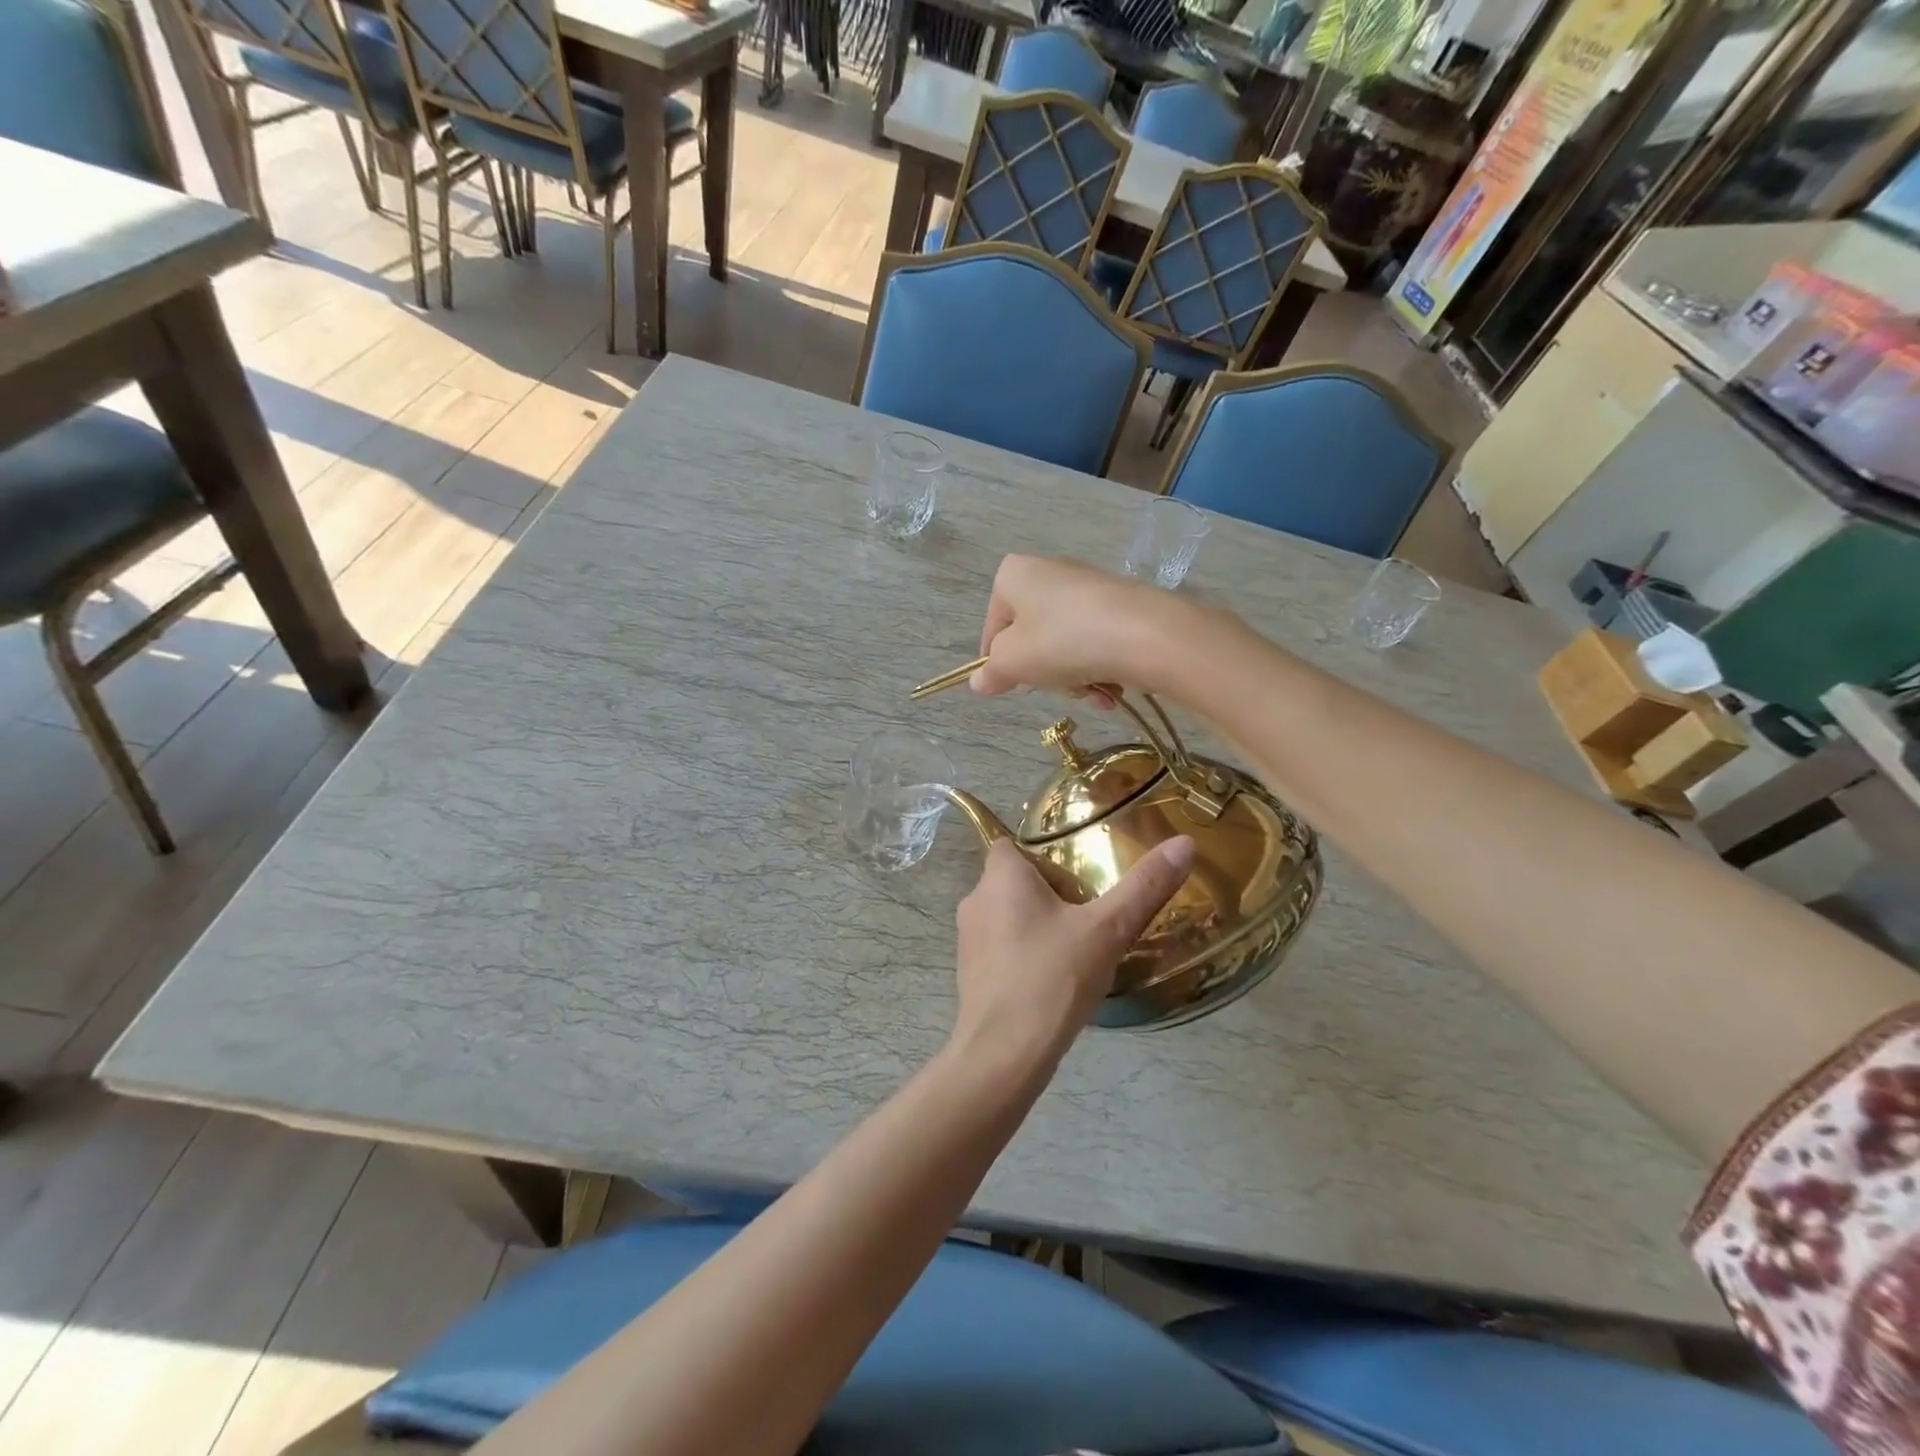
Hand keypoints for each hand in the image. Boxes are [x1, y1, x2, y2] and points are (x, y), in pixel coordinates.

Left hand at [950, 837, 1195, 1071]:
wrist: (1003, 1054)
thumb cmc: (1052, 978)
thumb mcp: (1107, 930)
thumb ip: (1144, 886)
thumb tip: (1184, 843)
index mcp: (1000, 877)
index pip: (1013, 845)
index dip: (1044, 856)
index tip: (1078, 877)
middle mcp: (976, 900)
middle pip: (1013, 881)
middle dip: (1049, 893)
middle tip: (1088, 915)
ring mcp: (967, 940)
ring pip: (1007, 917)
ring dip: (1037, 925)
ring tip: (1076, 948)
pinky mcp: (969, 974)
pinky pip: (1001, 949)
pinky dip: (1024, 954)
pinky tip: (1054, 980)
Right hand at [972, 556, 1197, 701]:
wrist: (1143, 634)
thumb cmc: (1061, 641)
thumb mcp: (1013, 662)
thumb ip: (991, 672)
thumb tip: (978, 682)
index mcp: (1014, 575)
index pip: (993, 627)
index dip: (1000, 663)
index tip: (1012, 687)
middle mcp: (1050, 572)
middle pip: (1033, 638)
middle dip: (1046, 673)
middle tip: (1057, 688)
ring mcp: (1088, 587)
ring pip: (1066, 645)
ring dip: (1076, 679)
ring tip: (1095, 693)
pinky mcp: (1121, 604)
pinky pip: (1097, 643)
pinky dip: (1101, 669)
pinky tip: (1114, 688)